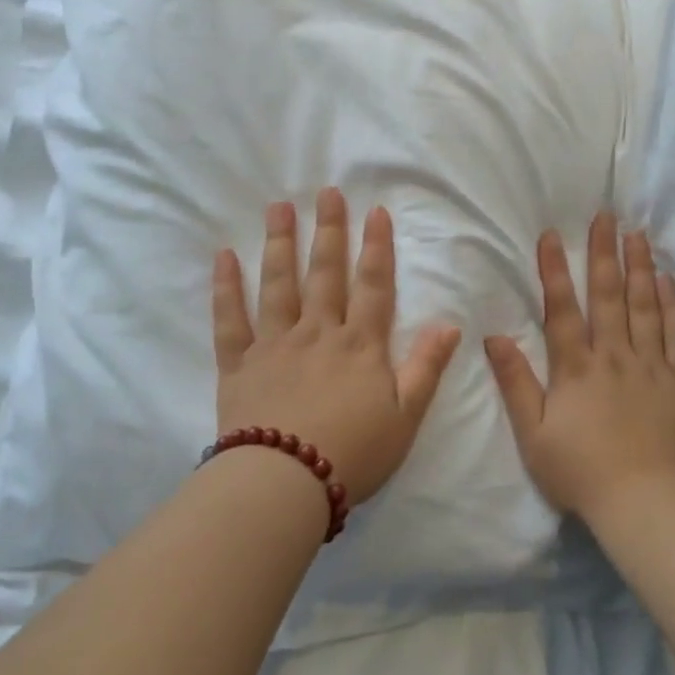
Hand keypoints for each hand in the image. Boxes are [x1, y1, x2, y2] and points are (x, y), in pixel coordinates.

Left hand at [212, 188, 461, 505]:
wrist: (286, 481)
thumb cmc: (354, 452)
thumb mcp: (406, 416)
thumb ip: (426, 368)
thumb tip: (450, 325)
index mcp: (360, 346)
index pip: (373, 286)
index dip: (377, 248)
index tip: (375, 211)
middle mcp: (317, 333)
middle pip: (325, 273)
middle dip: (329, 231)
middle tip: (327, 192)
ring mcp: (275, 344)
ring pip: (278, 284)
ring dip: (280, 243)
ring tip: (279, 207)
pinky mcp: (239, 364)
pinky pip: (230, 319)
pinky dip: (226, 287)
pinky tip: (224, 256)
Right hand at [485, 212, 674, 518]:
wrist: (650, 502)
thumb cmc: (583, 472)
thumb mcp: (534, 434)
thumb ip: (515, 383)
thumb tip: (494, 337)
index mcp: (576, 369)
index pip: (562, 309)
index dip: (555, 271)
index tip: (552, 235)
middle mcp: (614, 356)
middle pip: (607, 296)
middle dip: (603, 253)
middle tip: (606, 216)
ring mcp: (651, 365)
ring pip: (644, 305)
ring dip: (639, 267)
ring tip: (637, 234)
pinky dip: (671, 303)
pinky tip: (667, 280)